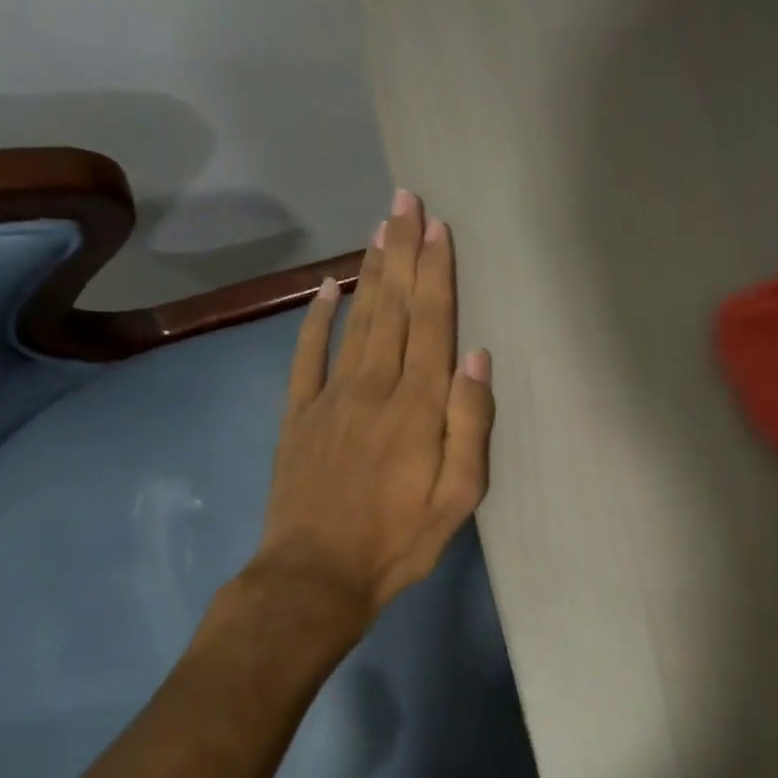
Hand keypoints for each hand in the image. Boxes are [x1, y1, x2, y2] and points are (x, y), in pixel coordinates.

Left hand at [251, 189, 494, 626]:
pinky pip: (307, 356)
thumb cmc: (399, 541)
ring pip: (356, 321)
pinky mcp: (299, 415)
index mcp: (417, 407)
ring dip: (370, 272)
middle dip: (402, 252)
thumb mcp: (458, 497)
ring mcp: (330, 398)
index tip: (439, 227)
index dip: (436, 274)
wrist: (315, 577)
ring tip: (380, 228)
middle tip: (405, 200)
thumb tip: (478, 359)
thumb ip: (470, 425)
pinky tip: (326, 289)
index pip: (431, 324)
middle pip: (393, 308)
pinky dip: (315, 319)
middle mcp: (374, 388)